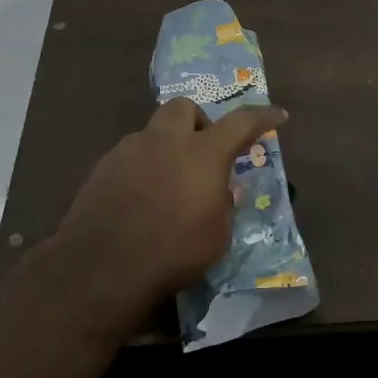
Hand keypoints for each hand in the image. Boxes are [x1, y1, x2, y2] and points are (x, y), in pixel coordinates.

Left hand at [41, 98, 286, 333]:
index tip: (277, 115)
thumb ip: (224, 204)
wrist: (100, 269)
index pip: (241, 122)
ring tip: (169, 184)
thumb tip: (225, 190)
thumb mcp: (217, 236)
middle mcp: (165, 141)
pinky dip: (142, 169)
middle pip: (184, 108)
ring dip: (166, 148)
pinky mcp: (100, 170)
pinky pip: (129, 157)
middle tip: (203, 150)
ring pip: (152, 133)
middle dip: (198, 122)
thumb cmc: (172, 252)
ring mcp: (128, 152)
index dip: (262, 117)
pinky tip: (141, 200)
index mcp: (202, 154)